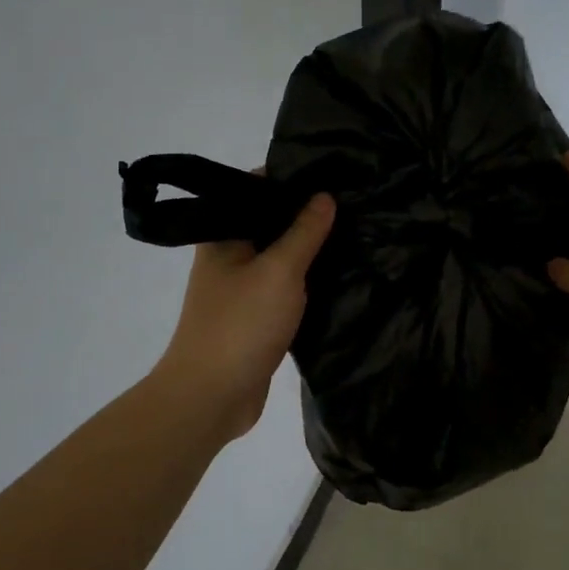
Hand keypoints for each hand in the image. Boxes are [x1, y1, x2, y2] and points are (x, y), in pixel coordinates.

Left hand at [154, 192, 335, 441]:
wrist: (212, 397)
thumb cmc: (241, 325)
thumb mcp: (279, 271)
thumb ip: (303, 232)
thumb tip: (324, 195)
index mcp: (223, 237)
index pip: (255, 190)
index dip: (290, 179)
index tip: (332, 172)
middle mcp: (230, 258)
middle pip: (270, 225)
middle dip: (307, 216)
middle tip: (354, 203)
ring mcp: (243, 290)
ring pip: (281, 260)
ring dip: (310, 252)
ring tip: (356, 234)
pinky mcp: (257, 319)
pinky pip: (286, 291)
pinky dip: (308, 284)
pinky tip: (340, 277)